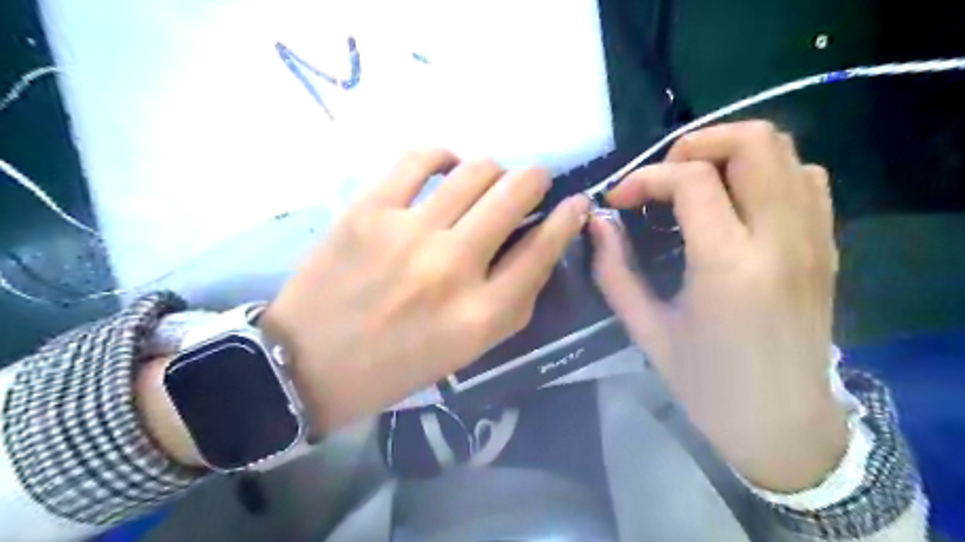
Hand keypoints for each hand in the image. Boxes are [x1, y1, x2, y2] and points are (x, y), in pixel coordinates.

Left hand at [261, 150, 588, 434]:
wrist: (310, 363)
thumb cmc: (398, 365)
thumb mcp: (469, 349)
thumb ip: (512, 300)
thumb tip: (539, 246)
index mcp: (481, 314)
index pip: (543, 250)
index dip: (568, 219)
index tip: (575, 203)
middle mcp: (452, 268)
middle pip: (515, 194)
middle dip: (535, 180)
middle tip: (530, 184)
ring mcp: (409, 233)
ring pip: (476, 169)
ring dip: (493, 170)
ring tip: (486, 181)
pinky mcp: (369, 211)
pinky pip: (420, 158)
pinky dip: (443, 155)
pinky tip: (445, 167)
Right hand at [593, 120, 846, 491]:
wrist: (781, 424)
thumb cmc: (706, 384)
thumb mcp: (645, 330)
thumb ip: (614, 270)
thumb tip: (598, 222)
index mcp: (729, 265)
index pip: (692, 179)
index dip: (646, 177)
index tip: (621, 199)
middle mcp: (781, 239)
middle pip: (753, 141)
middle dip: (696, 144)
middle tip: (662, 179)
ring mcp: (814, 238)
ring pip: (785, 150)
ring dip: (730, 154)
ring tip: (695, 186)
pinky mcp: (827, 246)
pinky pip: (806, 178)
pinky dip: (766, 172)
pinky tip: (737, 203)